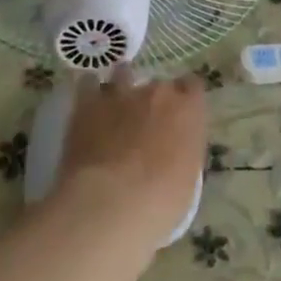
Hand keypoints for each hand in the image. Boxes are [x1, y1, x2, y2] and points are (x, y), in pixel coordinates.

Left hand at [57, 68, 206, 245]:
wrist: (109, 205)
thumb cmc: (159, 202)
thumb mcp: (188, 180)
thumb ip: (184, 150)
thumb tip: (175, 146)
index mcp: (188, 109)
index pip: (193, 88)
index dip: (184, 102)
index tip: (179, 119)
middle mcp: (157, 91)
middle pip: (158, 85)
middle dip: (153, 101)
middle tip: (146, 126)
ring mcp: (121, 93)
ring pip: (123, 75)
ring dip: (122, 88)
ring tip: (115, 106)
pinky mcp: (87, 103)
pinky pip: (88, 84)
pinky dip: (89, 92)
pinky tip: (88, 105)